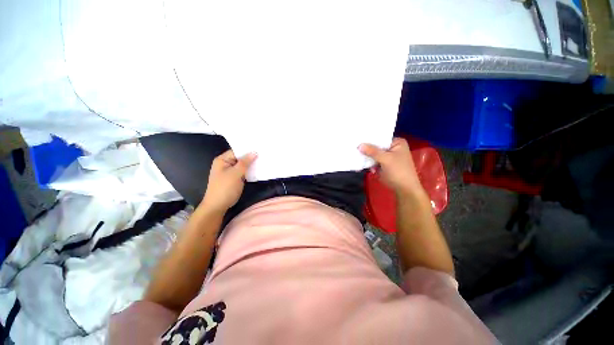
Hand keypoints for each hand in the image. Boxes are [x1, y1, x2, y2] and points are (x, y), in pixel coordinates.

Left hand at [201, 150, 257, 212]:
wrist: (218, 206)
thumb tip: (254, 152)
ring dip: (251, 164)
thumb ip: (245, 162)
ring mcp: (230, 172)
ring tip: (263, 160)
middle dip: (251, 157)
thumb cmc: (225, 188)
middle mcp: (226, 164)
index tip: (260, 148)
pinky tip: (258, 169)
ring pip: (242, 165)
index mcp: (222, 160)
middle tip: (264, 154)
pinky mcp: (234, 178)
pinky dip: (249, 171)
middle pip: (240, 157)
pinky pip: (243, 172)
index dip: (247, 149)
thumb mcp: (235, 174)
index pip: (236, 151)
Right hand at [359, 138, 424, 197]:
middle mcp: (392, 148)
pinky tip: (362, 164)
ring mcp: (388, 157)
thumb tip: (359, 145)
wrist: (404, 189)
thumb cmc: (398, 171)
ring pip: (374, 154)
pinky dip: (369, 163)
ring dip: (367, 157)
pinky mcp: (384, 165)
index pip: (381, 138)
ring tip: (355, 156)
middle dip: (367, 149)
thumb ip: (372, 151)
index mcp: (397, 142)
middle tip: (354, 147)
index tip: (358, 139)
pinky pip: (374, 161)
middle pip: (376, 146)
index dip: (370, 139)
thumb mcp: (385, 159)